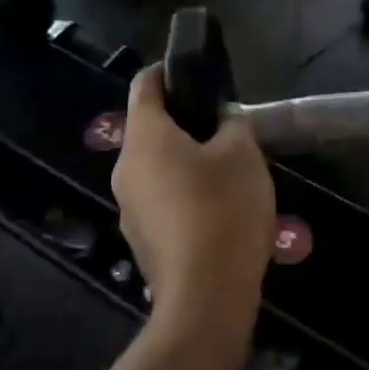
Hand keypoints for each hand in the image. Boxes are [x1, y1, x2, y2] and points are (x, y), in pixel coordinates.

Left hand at [112, 66, 275, 336]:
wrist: (205, 299)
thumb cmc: (222, 211)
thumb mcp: (243, 154)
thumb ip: (232, 125)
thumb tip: (222, 124)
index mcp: (144, 138)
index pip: (144, 85)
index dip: (168, 70)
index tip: (196, 72)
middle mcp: (125, 168)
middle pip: (149, 128)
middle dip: (185, 121)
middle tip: (225, 126)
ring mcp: (128, 207)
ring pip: (156, 167)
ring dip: (186, 160)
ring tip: (228, 169)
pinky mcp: (141, 239)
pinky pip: (161, 200)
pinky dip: (183, 193)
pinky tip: (217, 209)